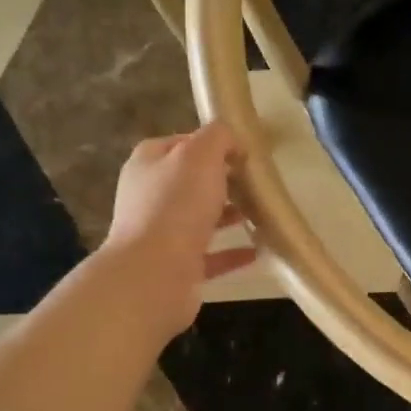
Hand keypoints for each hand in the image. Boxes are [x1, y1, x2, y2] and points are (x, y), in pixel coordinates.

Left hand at [101, 125, 255, 336]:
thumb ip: (218, 137)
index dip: (212, 144)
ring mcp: (160, 234)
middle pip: (191, 182)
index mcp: (148, 163)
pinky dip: (233, 252)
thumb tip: (232, 139)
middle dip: (224, 181)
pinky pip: (211, 256)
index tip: (244, 152)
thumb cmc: (176, 205)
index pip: (182, 144)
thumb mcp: (200, 155)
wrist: (154, 273)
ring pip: (200, 219)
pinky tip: (259, 250)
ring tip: (262, 214)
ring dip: (229, 216)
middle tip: (257, 183)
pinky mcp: (176, 267)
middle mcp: (149, 196)